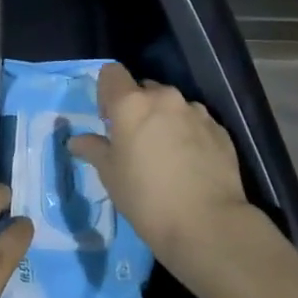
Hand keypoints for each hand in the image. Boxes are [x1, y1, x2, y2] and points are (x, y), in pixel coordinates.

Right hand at [68, 62, 252, 269]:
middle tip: (136, 142)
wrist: (208, 225)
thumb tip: (76, 141)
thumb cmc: (146, 197)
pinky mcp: (220, 130)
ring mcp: (196, 112)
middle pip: (144, 89)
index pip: (112, 72)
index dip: (107, 92)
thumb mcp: (110, 175)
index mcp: (131, 103)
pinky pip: (196, 122)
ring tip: (167, 155)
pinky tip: (190, 164)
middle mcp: (165, 98)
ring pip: (173, 106)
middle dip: (138, 108)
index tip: (109, 120)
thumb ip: (93, 149)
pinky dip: (189, 134)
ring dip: (165, 120)